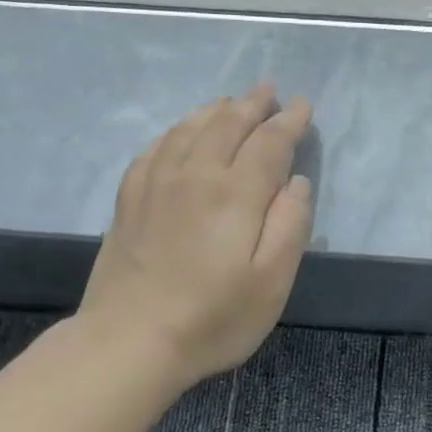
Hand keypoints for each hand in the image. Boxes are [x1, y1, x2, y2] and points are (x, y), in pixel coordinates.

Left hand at [80, 86, 313, 385]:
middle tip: (269, 90)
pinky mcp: (130, 199)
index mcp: (236, 194)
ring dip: (216, 111)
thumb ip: (290, 226)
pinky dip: (177, 130)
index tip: (302, 106)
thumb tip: (296, 182)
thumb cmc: (212, 318)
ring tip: (231, 102)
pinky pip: (156, 147)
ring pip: (190, 129)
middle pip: (227, 124)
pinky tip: (181, 133)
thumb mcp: (272, 282)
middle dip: (253, 104)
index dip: (288, 121)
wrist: (129, 341)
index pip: (269, 142)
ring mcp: (156, 183)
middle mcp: (195, 175)